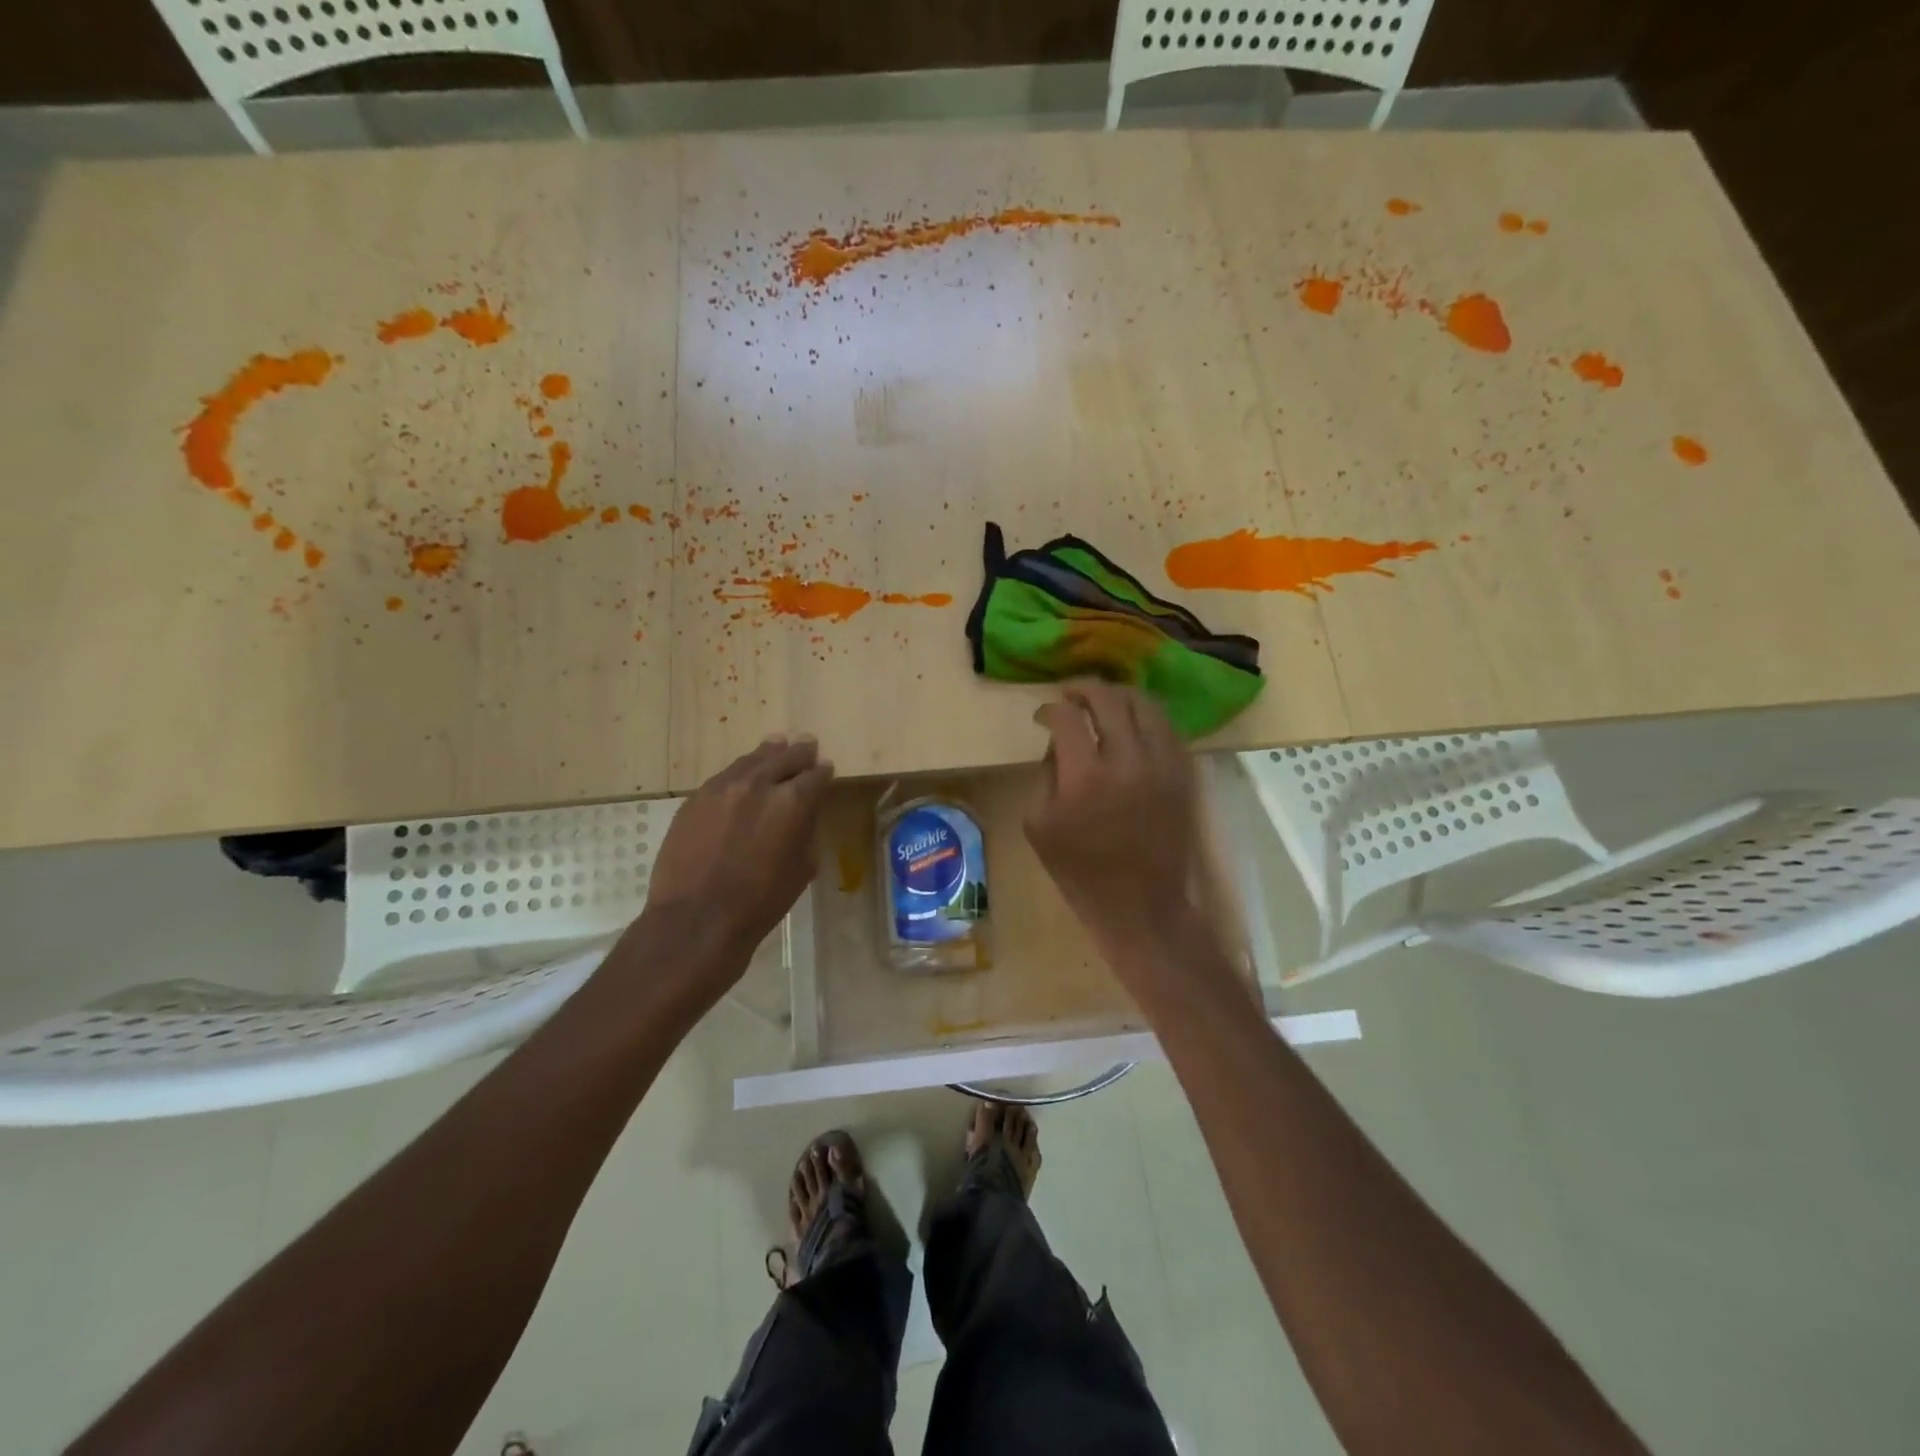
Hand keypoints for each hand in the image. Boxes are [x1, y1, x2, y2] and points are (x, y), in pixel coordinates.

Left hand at [645, 735, 834, 955]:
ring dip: (769, 753)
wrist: (696, 918)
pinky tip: (744, 772)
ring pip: (752, 760)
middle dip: (800, 752)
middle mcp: (759, 783)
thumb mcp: (803, 868)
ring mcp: (723, 787)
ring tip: (777, 744)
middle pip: (785, 757)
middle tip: (808, 744)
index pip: (815, 776)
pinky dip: (741, 771)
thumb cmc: (760, 902)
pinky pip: (725, 775)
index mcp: (793, 802)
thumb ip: (807, 831)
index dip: (823, 772)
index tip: (826, 768)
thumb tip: (805, 814)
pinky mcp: (696, 798)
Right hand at [1026, 683, 1199, 953]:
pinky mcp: (1184, 775)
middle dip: (1084, 689)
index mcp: (1086, 777)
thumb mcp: (1040, 827)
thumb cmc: (1083, 874)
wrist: (1143, 907)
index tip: (1042, 715)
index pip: (1067, 717)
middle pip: (1109, 699)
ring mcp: (1163, 765)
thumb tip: (1059, 745)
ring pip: (1145, 705)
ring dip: (1119, 696)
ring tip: (1103, 701)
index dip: (1050, 709)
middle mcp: (1128, 760)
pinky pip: (1168, 728)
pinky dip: (1146, 717)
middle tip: (1070, 695)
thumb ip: (1046, 776)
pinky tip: (1133, 724)